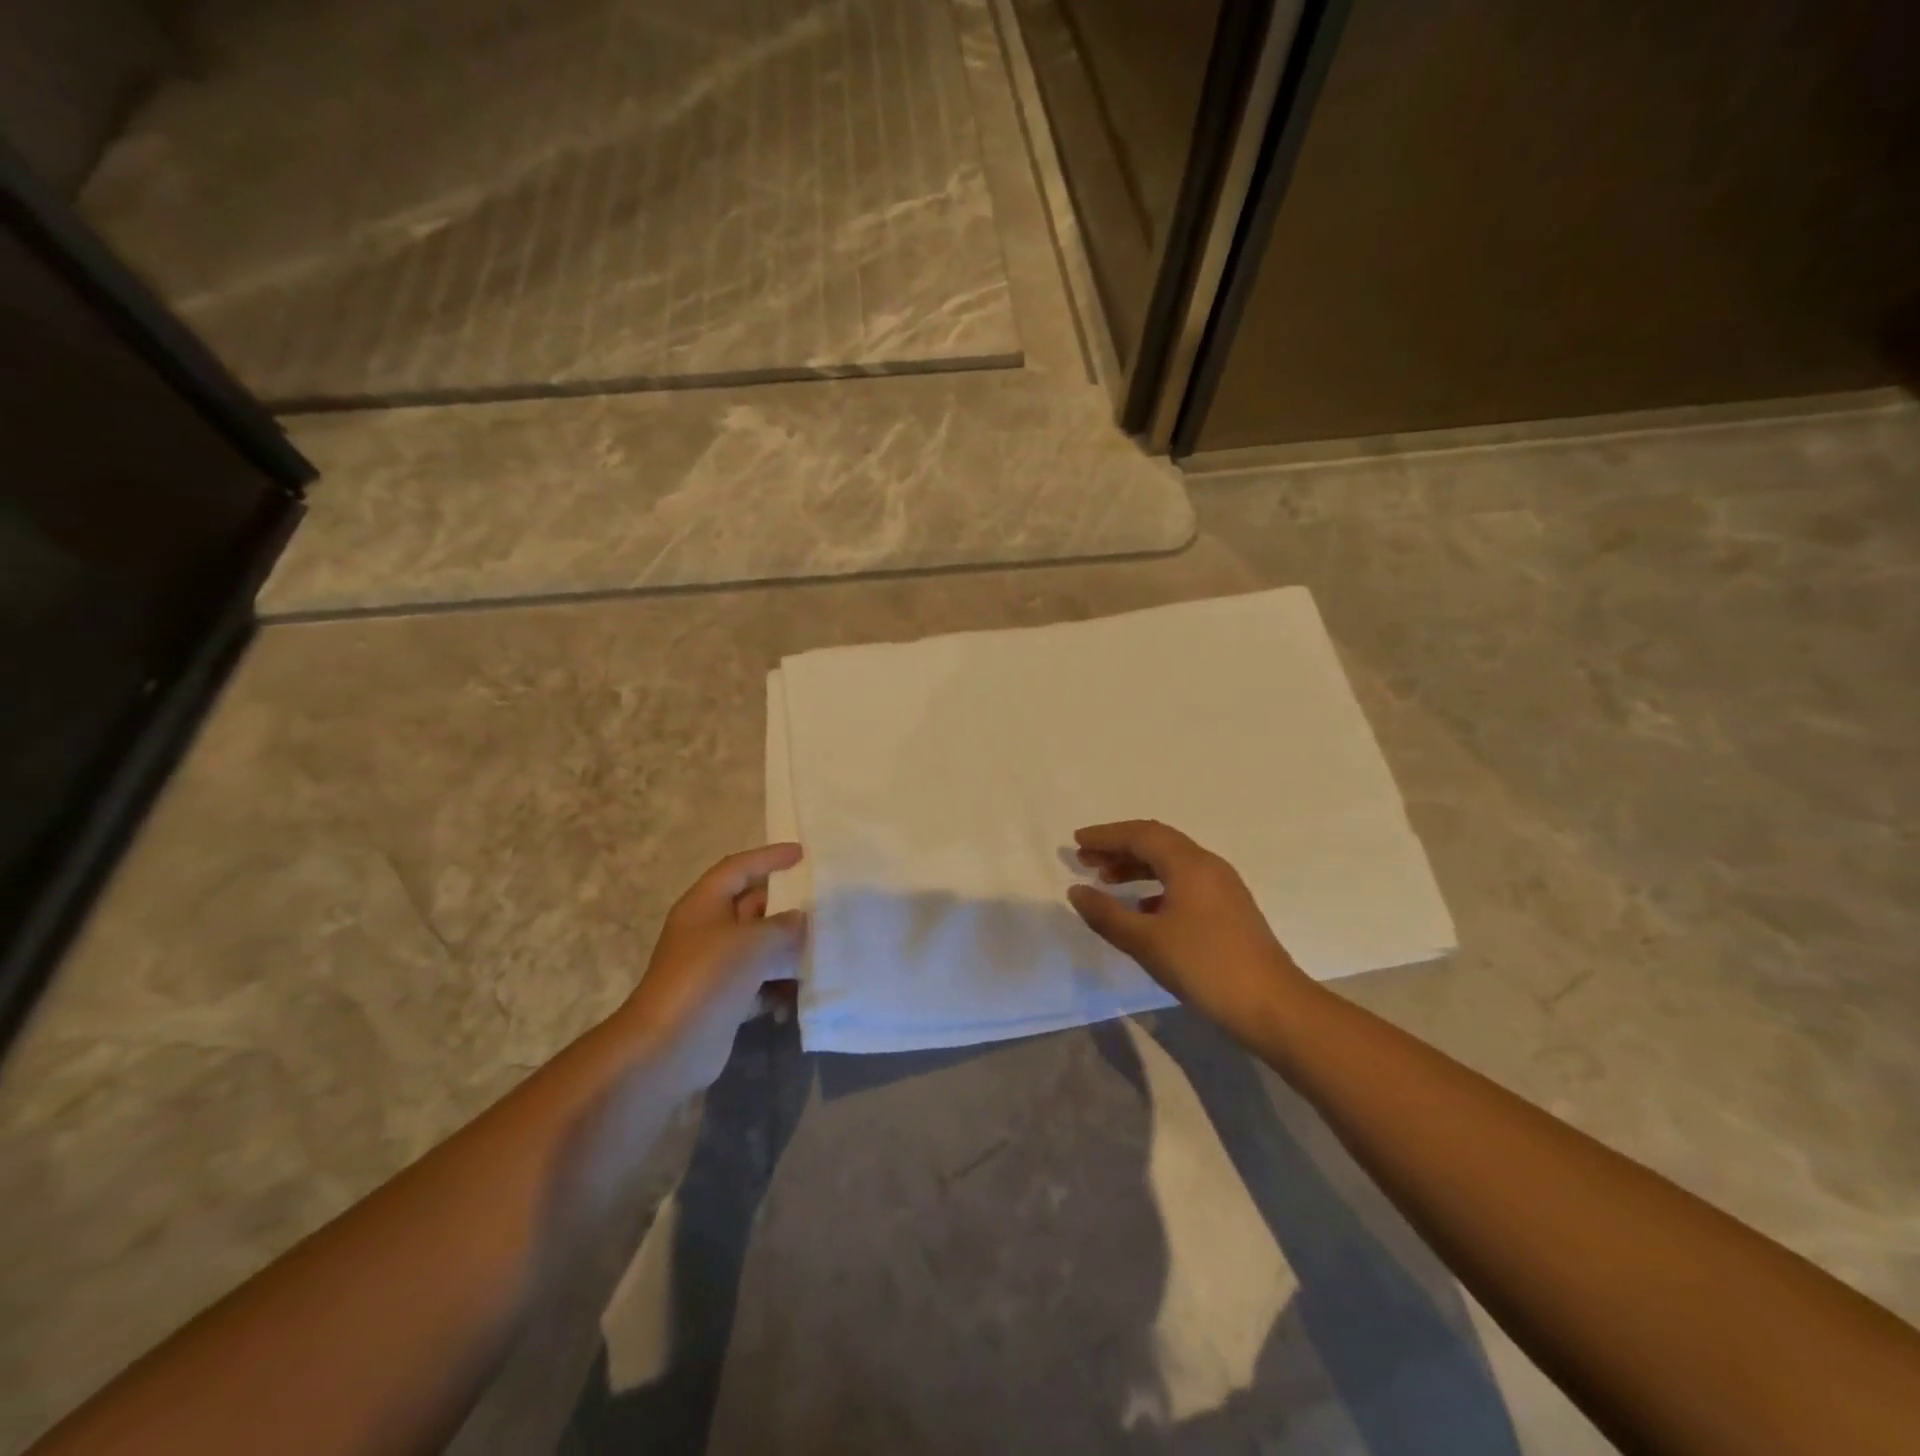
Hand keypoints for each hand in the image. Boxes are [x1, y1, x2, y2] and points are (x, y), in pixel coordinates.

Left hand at [614, 844, 806, 1090]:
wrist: (668, 1048)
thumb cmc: (707, 978)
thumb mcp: (752, 942)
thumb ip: (783, 925)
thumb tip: (800, 919)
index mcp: (704, 905)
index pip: (738, 868)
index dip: (769, 858)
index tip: (802, 855)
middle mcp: (708, 930)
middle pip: (752, 907)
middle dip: (786, 907)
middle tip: (823, 905)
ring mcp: (715, 966)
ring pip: (759, 947)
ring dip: (787, 950)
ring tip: (821, 950)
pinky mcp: (724, 998)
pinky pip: (759, 982)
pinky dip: (778, 988)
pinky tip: (799, 997)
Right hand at [1067, 820, 1312, 1037]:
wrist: (1273, 1006)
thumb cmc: (1205, 967)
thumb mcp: (1147, 942)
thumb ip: (1107, 914)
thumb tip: (1076, 891)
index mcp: (1189, 864)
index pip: (1141, 835)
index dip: (1105, 836)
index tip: (1076, 841)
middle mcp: (1208, 866)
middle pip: (1157, 843)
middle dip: (1119, 847)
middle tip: (1085, 859)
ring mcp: (1222, 887)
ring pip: (1171, 863)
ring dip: (1137, 866)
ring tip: (1106, 881)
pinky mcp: (1228, 909)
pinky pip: (1184, 882)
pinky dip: (1156, 887)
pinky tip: (1141, 909)